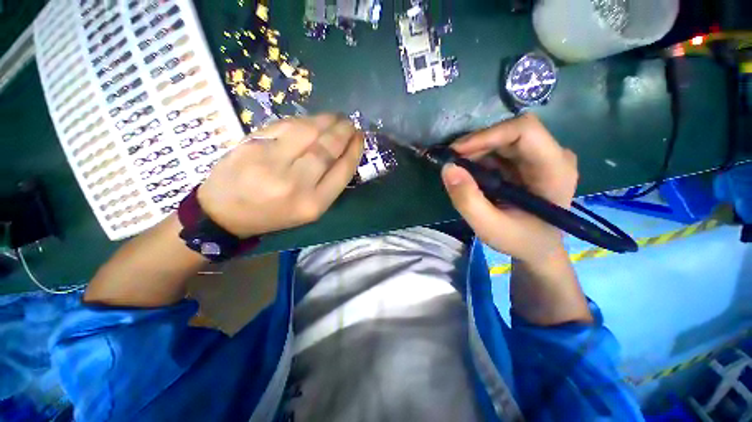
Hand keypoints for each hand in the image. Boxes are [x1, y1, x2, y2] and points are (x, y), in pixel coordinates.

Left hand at [197, 114, 363, 237]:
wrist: (225, 213)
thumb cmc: (274, 215)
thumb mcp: (308, 210)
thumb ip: (328, 184)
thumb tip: (344, 153)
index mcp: (313, 204)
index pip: (343, 170)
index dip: (354, 150)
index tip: (360, 138)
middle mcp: (295, 184)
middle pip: (327, 148)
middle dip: (343, 131)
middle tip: (350, 123)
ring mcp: (271, 162)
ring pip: (307, 131)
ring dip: (326, 120)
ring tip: (335, 117)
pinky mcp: (252, 145)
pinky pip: (285, 126)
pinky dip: (303, 120)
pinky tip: (311, 120)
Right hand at [441, 114, 577, 262]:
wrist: (537, 248)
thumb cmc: (519, 240)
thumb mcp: (489, 227)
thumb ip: (467, 200)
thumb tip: (447, 168)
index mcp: (554, 170)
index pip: (525, 131)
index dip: (487, 135)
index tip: (456, 152)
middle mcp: (553, 155)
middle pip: (511, 132)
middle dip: (476, 144)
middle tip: (451, 162)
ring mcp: (541, 157)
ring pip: (503, 139)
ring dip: (475, 151)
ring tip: (457, 170)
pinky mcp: (528, 161)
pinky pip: (500, 149)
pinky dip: (479, 157)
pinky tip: (469, 173)